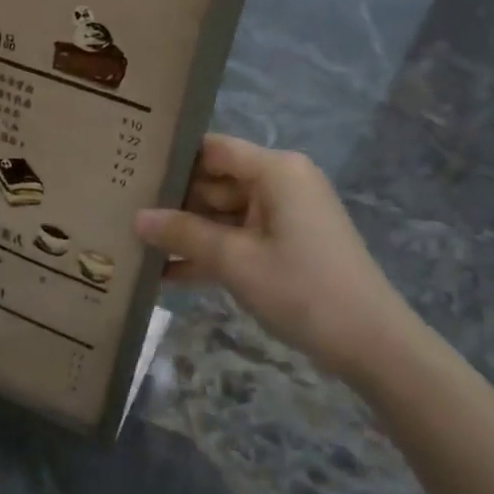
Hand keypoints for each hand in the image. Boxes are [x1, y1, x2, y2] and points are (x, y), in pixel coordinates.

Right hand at [135, 134, 429, 376]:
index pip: (214, 149)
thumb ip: (184, 234)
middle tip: (122, 213)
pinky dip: (210, 254)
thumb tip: (137, 218)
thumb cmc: (301, 288)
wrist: (370, 343)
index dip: (174, 159)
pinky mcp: (286, 246)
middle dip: (174, 203)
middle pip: (216, 182)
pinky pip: (240, 239)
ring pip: (224, 215)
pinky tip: (165, 274)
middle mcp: (281, 184)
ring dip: (187, 234)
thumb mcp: (235, 260)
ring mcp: (284, 216)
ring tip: (134, 245)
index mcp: (276, 171)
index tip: (132, 171)